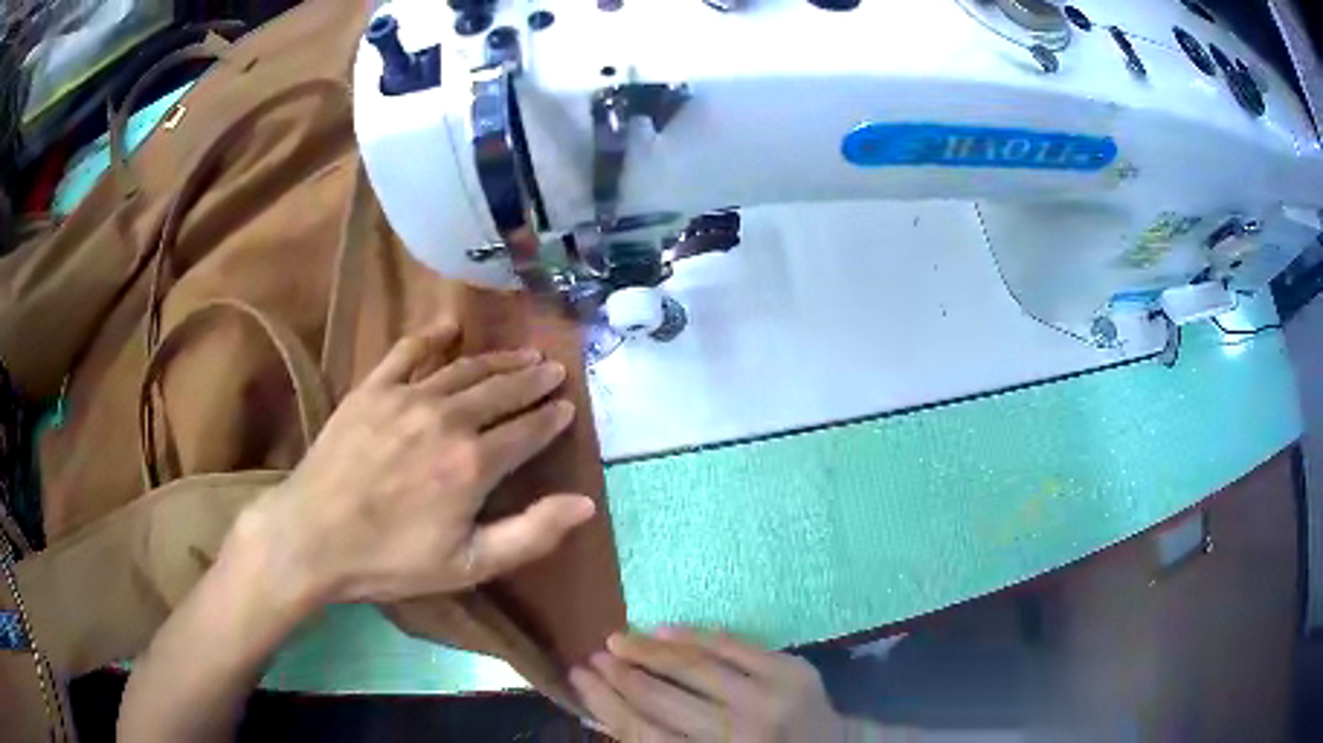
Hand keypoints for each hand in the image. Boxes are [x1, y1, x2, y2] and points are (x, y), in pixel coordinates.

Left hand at [238, 322, 595, 606]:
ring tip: (521, 354)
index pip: (526, 431)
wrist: (313, 537)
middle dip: (532, 379)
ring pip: (464, 369)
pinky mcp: (372, 389)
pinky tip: (449, 328)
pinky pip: (407, 353)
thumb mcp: (468, 565)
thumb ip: (531, 534)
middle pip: (500, 391)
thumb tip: (585, 503)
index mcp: (473, 464)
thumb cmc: (391, 560)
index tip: (568, 406)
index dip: (551, 417)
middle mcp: (447, 419)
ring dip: (497, 360)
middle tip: (553, 368)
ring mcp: (406, 397)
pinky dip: (432, 338)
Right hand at [571, 629, 845, 741]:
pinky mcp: (790, 670)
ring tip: (619, 638)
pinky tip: (665, 629)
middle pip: (660, 698)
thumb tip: (608, 711)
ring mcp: (767, 698)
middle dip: (619, 675)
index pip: (641, 733)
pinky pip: (731, 645)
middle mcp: (736, 734)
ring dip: (648, 650)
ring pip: (692, 667)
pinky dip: (694, 636)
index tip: (577, 677)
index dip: (604, 702)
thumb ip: (664, 741)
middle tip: (593, 655)